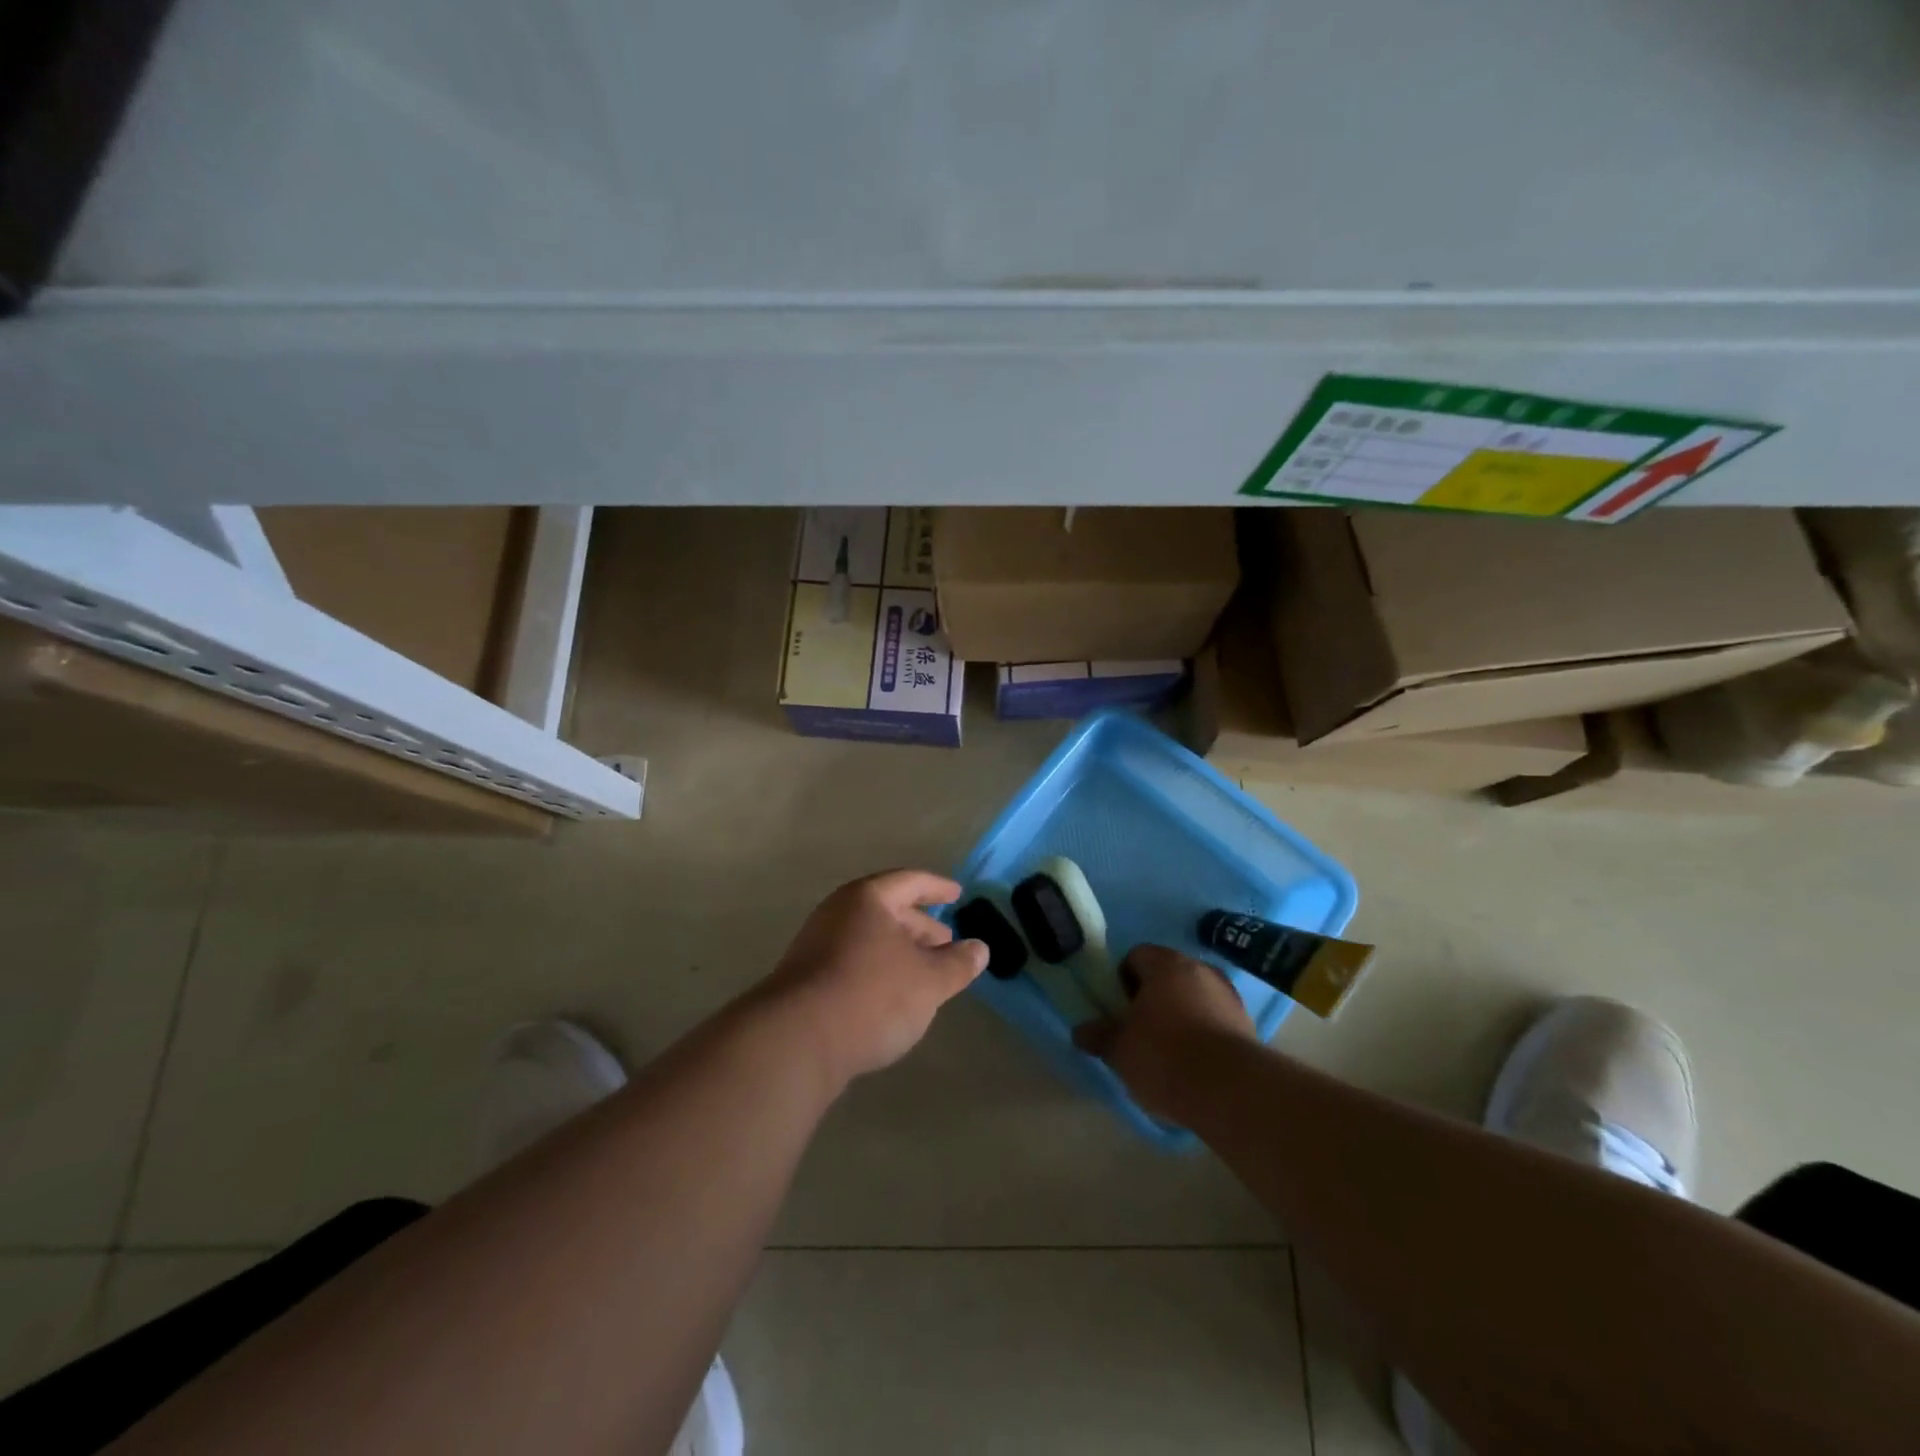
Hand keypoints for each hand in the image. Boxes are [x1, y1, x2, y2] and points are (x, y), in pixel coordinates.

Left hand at [764, 870, 987, 1088]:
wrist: (797, 1041)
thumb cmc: (872, 995)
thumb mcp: (929, 980)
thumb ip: (958, 963)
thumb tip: (980, 948)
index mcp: (867, 899)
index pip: (910, 882)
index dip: (937, 888)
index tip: (957, 895)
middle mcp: (838, 913)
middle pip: (887, 909)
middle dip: (920, 925)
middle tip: (947, 942)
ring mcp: (817, 946)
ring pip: (869, 939)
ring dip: (900, 951)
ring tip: (925, 973)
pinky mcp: (806, 979)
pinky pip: (853, 961)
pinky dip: (879, 970)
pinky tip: (892, 996)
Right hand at [1074, 945, 1255, 1121]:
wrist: (1231, 1090)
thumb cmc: (1164, 1056)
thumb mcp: (1119, 1049)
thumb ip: (1098, 1035)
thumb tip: (1081, 1031)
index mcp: (1165, 964)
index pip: (1136, 956)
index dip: (1122, 980)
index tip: (1119, 1009)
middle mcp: (1200, 969)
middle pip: (1167, 975)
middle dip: (1152, 998)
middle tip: (1139, 1030)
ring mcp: (1229, 995)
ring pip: (1194, 997)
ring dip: (1181, 1015)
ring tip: (1168, 1052)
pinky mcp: (1248, 1024)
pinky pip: (1215, 1020)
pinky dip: (1203, 1034)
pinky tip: (1195, 1064)